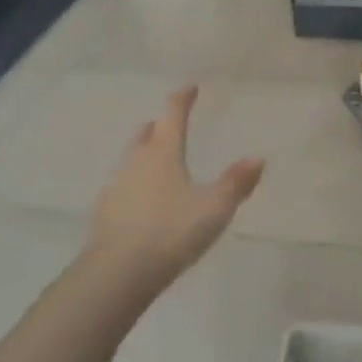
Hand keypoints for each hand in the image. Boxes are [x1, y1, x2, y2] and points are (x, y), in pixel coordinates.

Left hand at [84, 86, 264, 297]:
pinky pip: (122, 187)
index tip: (189, 87)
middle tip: (168, 125)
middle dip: (158, 126)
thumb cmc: (171, 232)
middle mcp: (136, 161)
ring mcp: (116, 186)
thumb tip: (258, 158)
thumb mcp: (214, 208)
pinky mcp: (104, 212)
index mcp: (163, 152)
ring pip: (131, 159)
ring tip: (158, 162)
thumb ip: (235, 183)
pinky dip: (134, 184)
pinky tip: (142, 201)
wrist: (116, 273)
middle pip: (146, 133)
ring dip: (144, 154)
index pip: (173, 115)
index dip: (182, 99)